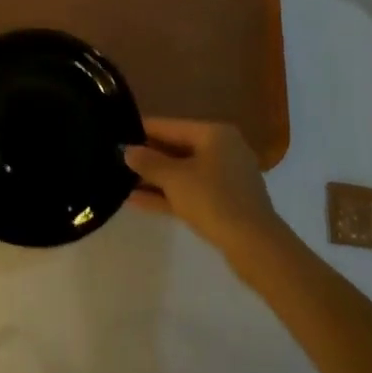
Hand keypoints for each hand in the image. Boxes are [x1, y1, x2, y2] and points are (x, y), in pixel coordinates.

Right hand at [125, 118, 282, 258]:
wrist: (255, 246)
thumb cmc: (213, 200)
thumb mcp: (174, 178)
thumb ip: (148, 162)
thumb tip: (127, 150)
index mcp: (214, 134)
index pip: (170, 126)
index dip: (142, 130)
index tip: (116, 134)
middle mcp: (222, 150)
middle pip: (176, 149)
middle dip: (147, 157)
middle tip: (116, 159)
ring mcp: (225, 178)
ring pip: (182, 173)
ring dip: (154, 179)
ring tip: (121, 181)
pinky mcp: (225, 203)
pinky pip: (190, 192)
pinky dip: (168, 195)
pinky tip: (137, 201)